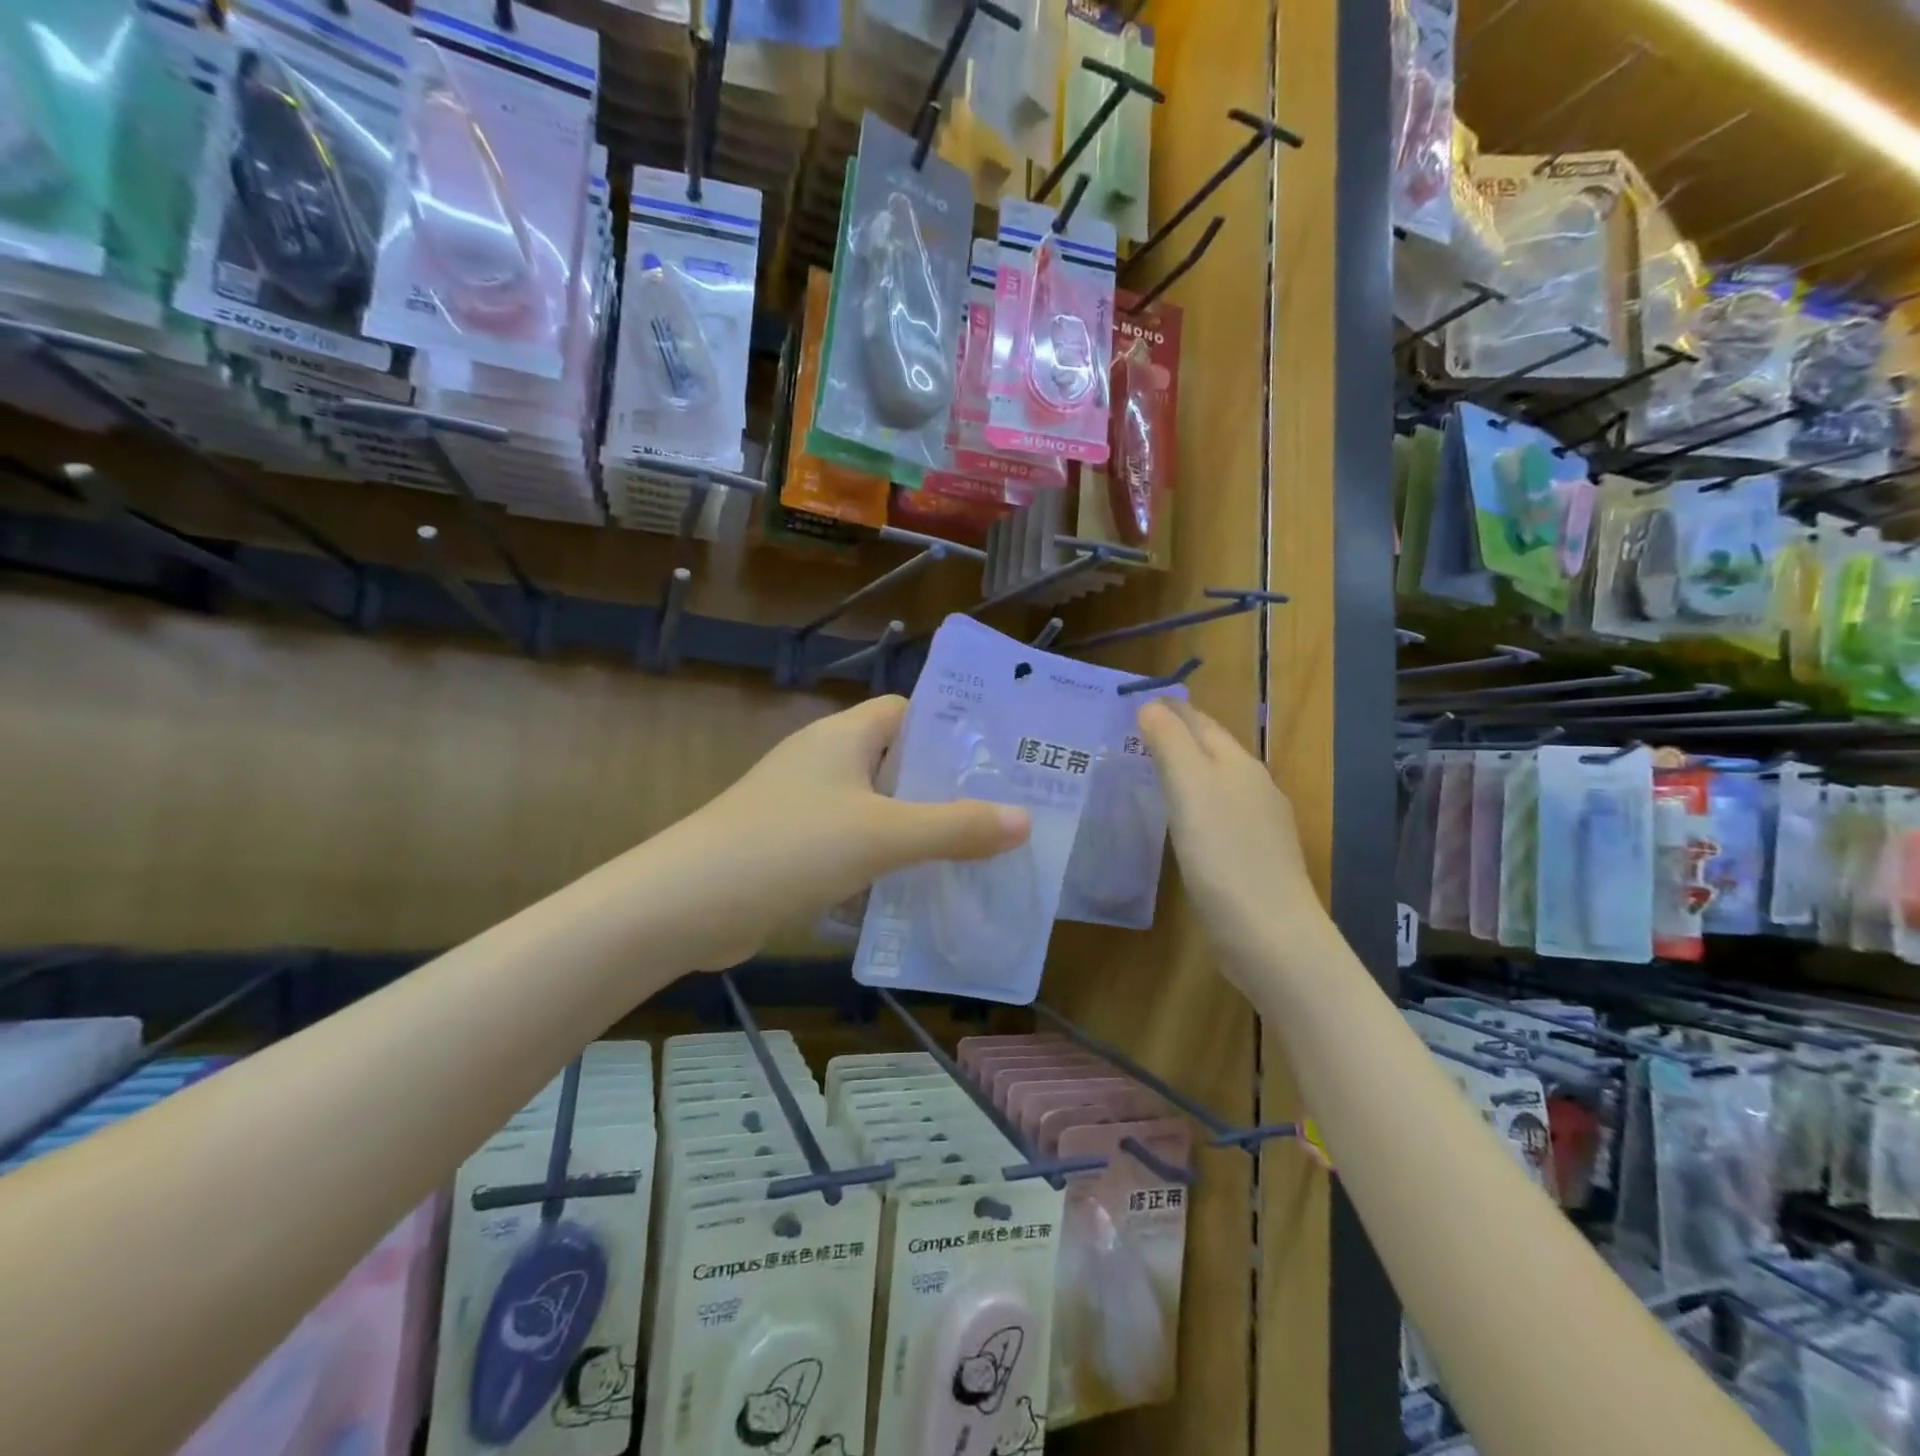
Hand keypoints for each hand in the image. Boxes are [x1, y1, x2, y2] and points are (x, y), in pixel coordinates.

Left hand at [644, 696, 1030, 968]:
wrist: (685, 905)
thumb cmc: (790, 847)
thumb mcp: (884, 835)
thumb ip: (956, 828)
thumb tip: (1025, 819)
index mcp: (844, 736)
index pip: (910, 712)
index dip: (953, 730)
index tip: (1000, 759)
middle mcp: (824, 761)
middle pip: (898, 763)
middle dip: (946, 788)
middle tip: (1002, 813)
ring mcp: (803, 805)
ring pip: (876, 808)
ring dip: (917, 829)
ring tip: (975, 853)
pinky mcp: (791, 847)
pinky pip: (852, 844)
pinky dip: (883, 860)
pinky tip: (917, 889)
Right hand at [1136, 699, 1327, 988]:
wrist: (1269, 933)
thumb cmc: (1223, 854)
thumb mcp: (1190, 789)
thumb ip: (1170, 743)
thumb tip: (1152, 706)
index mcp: (1239, 764)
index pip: (1200, 722)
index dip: (1169, 710)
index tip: (1134, 704)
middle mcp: (1254, 787)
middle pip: (1212, 749)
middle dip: (1177, 736)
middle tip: (1134, 734)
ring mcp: (1258, 825)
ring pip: (1216, 783)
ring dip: (1185, 771)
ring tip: (1149, 772)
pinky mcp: (1253, 858)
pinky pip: (1217, 815)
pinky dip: (1193, 804)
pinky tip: (1178, 821)